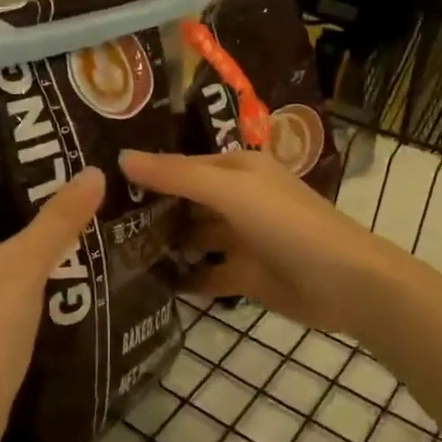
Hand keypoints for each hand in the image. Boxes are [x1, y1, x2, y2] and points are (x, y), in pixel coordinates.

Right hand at [119, 148, 412, 345]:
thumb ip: (177, 175)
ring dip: (162, 243)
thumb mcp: (230, 191)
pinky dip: (182, 277)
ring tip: (111, 252)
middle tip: (94, 220)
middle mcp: (235, 199)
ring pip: (191, 237)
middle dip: (148, 208)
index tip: (98, 180)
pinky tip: (147, 284)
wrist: (346, 284)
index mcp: (235, 169)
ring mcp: (240, 238)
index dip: (145, 170)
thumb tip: (121, 157)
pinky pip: (205, 273)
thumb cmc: (287, 224)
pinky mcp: (244, 275)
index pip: (180, 165)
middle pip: (184, 200)